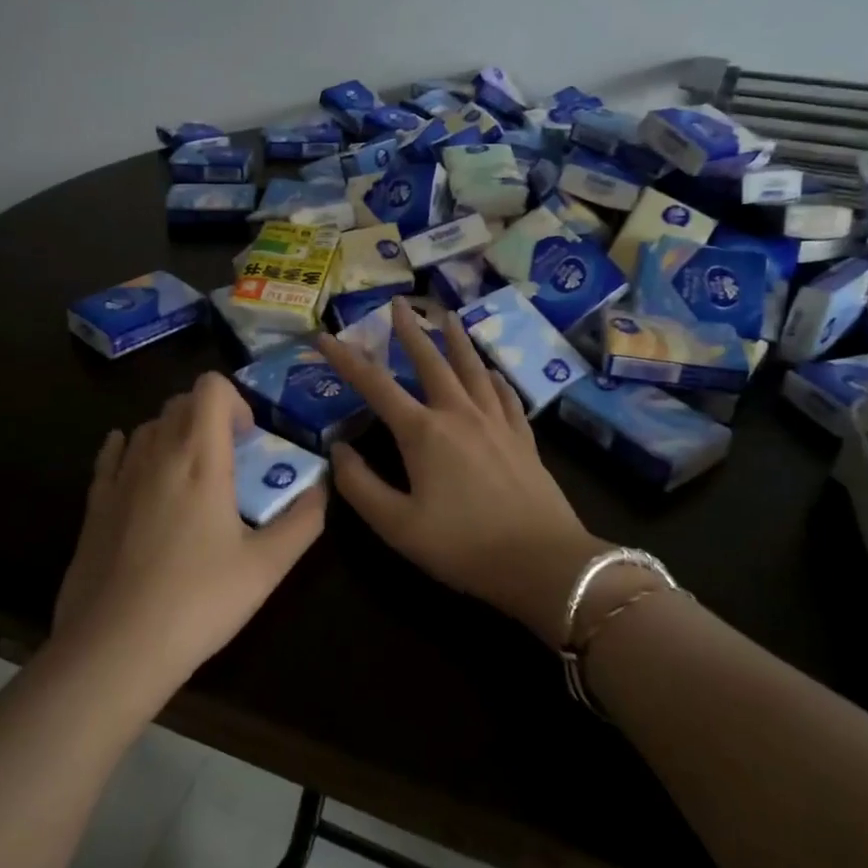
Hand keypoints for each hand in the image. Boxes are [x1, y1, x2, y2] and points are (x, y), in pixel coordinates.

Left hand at [54, 371, 326, 701]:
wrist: (115, 647)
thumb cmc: (198, 602)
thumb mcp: (267, 567)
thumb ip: (303, 521)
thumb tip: (322, 489)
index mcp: (200, 459)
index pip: (210, 388)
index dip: (235, 401)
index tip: (249, 440)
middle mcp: (157, 454)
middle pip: (180, 402)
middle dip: (209, 417)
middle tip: (230, 459)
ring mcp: (120, 477)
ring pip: (148, 426)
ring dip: (175, 434)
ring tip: (191, 476)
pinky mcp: (94, 504)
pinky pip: (112, 455)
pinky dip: (131, 448)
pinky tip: (141, 469)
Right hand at [316, 299, 609, 646]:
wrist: (543, 563)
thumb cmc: (463, 546)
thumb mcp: (397, 526)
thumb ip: (360, 487)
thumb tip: (339, 451)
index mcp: (423, 432)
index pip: (375, 385)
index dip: (345, 359)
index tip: (324, 337)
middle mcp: (459, 414)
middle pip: (431, 361)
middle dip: (410, 331)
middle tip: (398, 304)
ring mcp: (496, 422)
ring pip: (473, 369)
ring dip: (457, 340)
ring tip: (448, 316)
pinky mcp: (523, 438)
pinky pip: (505, 395)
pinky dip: (493, 378)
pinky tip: (491, 372)